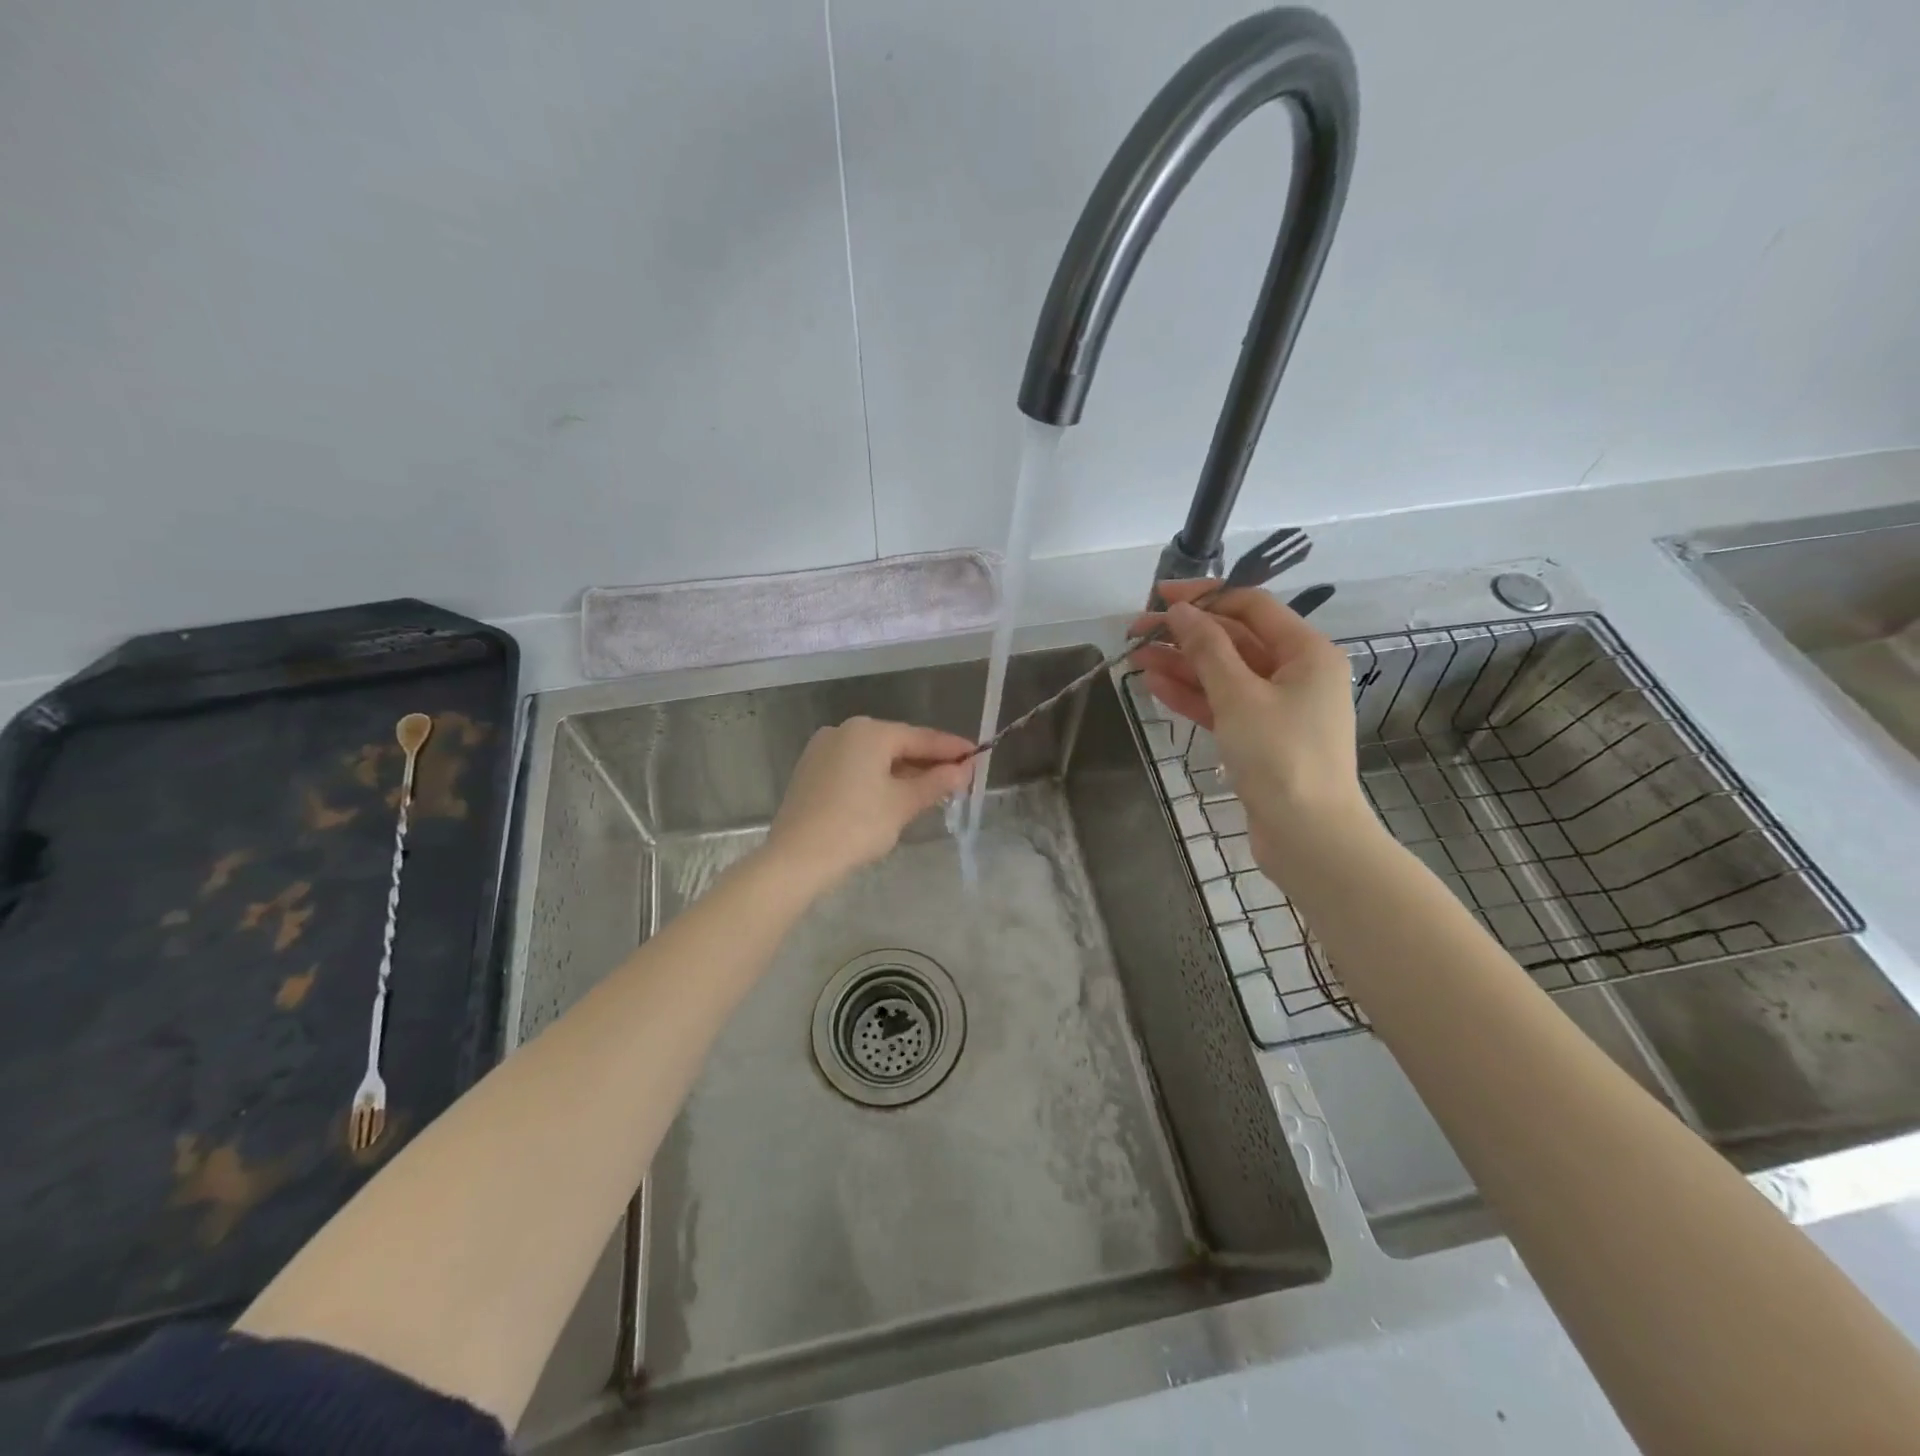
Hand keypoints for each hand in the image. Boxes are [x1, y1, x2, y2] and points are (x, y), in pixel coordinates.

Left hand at [766, 717, 974, 889]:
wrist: (796, 858)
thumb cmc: (857, 825)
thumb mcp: (903, 804)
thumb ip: (936, 782)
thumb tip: (964, 770)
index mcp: (869, 732)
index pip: (921, 737)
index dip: (952, 748)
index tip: (977, 754)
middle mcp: (844, 731)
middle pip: (896, 743)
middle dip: (927, 761)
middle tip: (957, 776)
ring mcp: (823, 750)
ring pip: (874, 757)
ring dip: (903, 771)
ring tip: (930, 789)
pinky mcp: (811, 771)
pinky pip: (854, 767)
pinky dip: (877, 778)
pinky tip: (893, 795)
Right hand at [1130, 581, 1366, 863]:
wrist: (1308, 836)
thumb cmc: (1281, 756)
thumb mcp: (1239, 696)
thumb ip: (1207, 649)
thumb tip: (1181, 612)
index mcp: (1306, 652)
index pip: (1251, 606)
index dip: (1205, 597)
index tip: (1160, 598)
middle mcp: (1296, 672)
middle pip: (1234, 640)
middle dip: (1185, 635)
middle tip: (1136, 632)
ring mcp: (1278, 706)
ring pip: (1223, 674)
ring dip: (1181, 665)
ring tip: (1135, 659)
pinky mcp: (1261, 736)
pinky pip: (1223, 704)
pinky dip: (1192, 695)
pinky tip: (1155, 685)